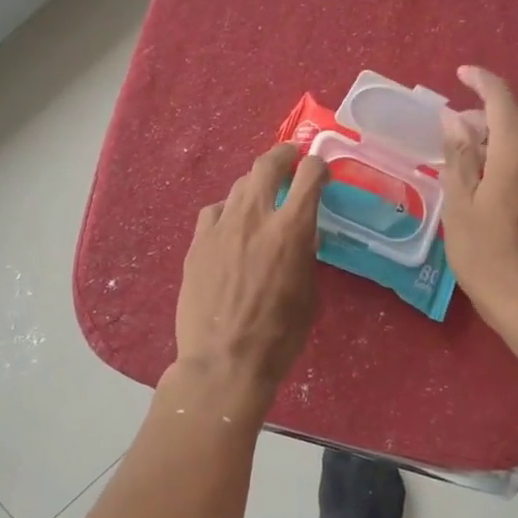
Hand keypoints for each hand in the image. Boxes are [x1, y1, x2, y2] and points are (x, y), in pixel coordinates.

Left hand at [174, 143, 329, 400]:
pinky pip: (213, 212)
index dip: (317, 166)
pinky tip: (229, 227)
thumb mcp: (308, 295)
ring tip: (260, 198)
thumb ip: (304, 256)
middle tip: (290, 159)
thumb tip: (300, 236)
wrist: (223, 362)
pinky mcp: (197, 244)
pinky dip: (227, 212)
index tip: (320, 171)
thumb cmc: (278, 337)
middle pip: (266, 165)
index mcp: (290, 230)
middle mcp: (254, 217)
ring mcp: (220, 228)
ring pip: (237, 187)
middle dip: (283, 155)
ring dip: (254, 186)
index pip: (308, 175)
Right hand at [439, 65, 517, 331]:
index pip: (501, 98)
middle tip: (446, 142)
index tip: (460, 74)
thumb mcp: (460, 205)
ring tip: (460, 171)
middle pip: (509, 122)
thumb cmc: (487, 255)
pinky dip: (504, 164)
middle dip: (477, 123)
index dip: (479, 81)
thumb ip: (459, 156)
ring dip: (490, 147)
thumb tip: (454, 119)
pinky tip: (484, 189)